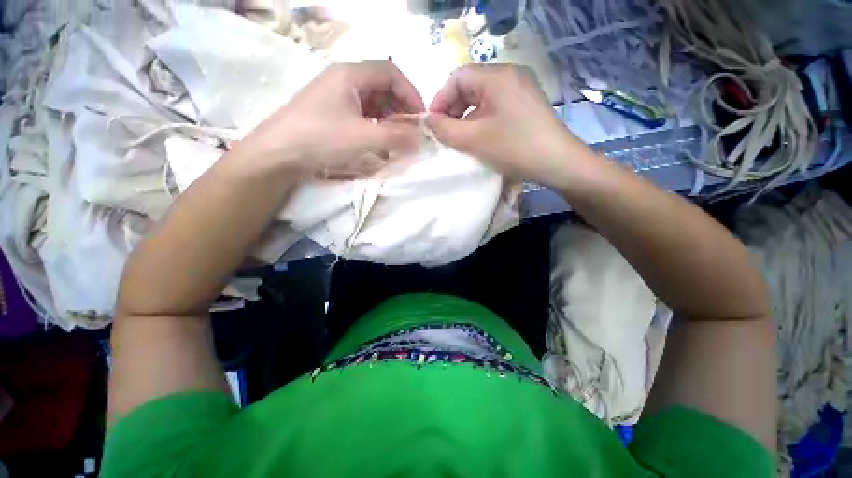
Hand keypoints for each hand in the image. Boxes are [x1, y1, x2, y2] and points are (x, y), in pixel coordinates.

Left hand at [238, 60, 424, 178]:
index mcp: (350, 75)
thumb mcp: (363, 138)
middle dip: (400, 108)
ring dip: (388, 118)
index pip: (391, 73)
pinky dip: (375, 126)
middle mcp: (343, 80)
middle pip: (382, 86)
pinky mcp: (331, 113)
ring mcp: (335, 97)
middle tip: (409, 131)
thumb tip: (419, 138)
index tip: (421, 117)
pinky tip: (378, 141)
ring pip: (372, 102)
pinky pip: (361, 114)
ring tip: (396, 138)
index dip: (410, 93)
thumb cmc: (321, 139)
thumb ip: (396, 137)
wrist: (277, 155)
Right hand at [428, 64, 592, 185]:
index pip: (457, 77)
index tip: (433, 123)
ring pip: (483, 97)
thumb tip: (429, 120)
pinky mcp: (526, 103)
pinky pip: (496, 106)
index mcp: (497, 76)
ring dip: (466, 116)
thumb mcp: (473, 140)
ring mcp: (521, 88)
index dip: (441, 99)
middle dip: (453, 109)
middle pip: (471, 86)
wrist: (557, 163)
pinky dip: (482, 119)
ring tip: (460, 138)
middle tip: (445, 133)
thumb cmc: (513, 148)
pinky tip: (479, 136)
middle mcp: (510, 75)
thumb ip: (446, 129)